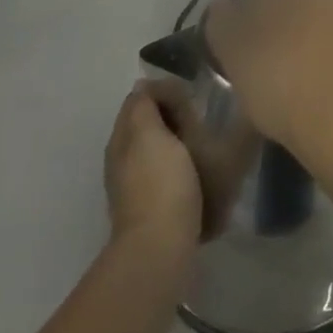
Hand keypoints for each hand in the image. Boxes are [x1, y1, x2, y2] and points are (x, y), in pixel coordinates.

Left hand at [103, 83, 202, 248]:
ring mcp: (140, 186)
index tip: (192, 96)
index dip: (164, 92)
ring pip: (164, 150)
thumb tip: (144, 86)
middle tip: (203, 120)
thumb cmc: (159, 184)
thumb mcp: (149, 134)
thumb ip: (144, 106)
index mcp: (122, 140)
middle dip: (177, 118)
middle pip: (152, 125)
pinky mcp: (159, 206)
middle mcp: (125, 161)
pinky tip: (205, 172)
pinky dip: (188, 167)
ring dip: (184, 142)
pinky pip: (174, 174)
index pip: (139, 100)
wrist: (162, 247)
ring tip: (210, 143)